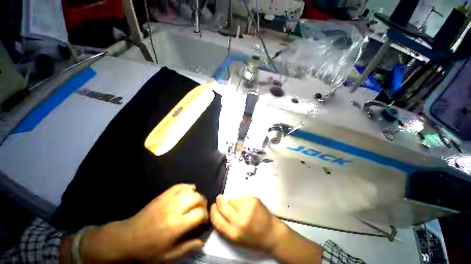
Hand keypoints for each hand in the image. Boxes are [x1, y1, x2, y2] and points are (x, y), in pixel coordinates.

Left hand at [79, 184, 207, 262]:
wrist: (127, 239)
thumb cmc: (148, 250)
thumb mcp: (168, 256)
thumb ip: (187, 247)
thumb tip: (202, 241)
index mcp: (177, 226)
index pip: (199, 213)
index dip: (205, 215)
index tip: (203, 220)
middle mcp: (174, 210)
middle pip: (197, 198)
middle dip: (203, 203)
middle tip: (201, 210)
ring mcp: (168, 200)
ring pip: (190, 191)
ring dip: (196, 195)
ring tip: (196, 201)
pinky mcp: (163, 196)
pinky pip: (179, 186)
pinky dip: (187, 186)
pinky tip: (190, 190)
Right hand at [210, 195, 285, 252]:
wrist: (271, 233)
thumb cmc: (252, 237)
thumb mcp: (235, 239)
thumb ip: (225, 227)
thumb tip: (217, 211)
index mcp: (233, 233)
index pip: (216, 219)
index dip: (213, 211)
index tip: (213, 206)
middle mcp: (239, 221)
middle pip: (223, 206)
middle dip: (219, 201)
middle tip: (219, 198)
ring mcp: (247, 208)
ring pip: (232, 200)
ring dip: (233, 202)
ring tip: (240, 208)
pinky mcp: (253, 200)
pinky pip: (241, 197)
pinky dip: (242, 200)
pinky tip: (248, 206)